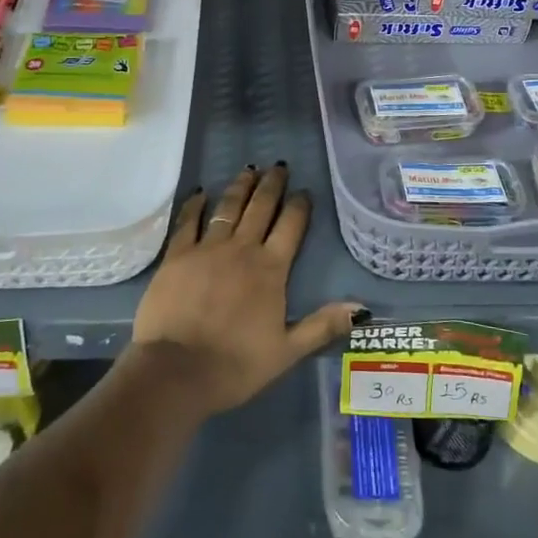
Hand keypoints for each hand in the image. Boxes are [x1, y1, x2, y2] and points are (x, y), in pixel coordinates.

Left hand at [130, 164, 365, 415]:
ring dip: (240, 187)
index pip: (291, 227)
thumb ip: (322, 326)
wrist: (177, 370)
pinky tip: (201, 192)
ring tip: (249, 170)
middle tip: (278, 166)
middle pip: (261, 208)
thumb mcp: (287, 351)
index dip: (299, 206)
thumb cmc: (236, 365)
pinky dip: (195, 204)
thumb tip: (361, 308)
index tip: (304, 191)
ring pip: (228, 207)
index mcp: (271, 269)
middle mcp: (242, 249)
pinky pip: (188, 221)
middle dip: (272, 185)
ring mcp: (206, 248)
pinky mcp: (177, 255)